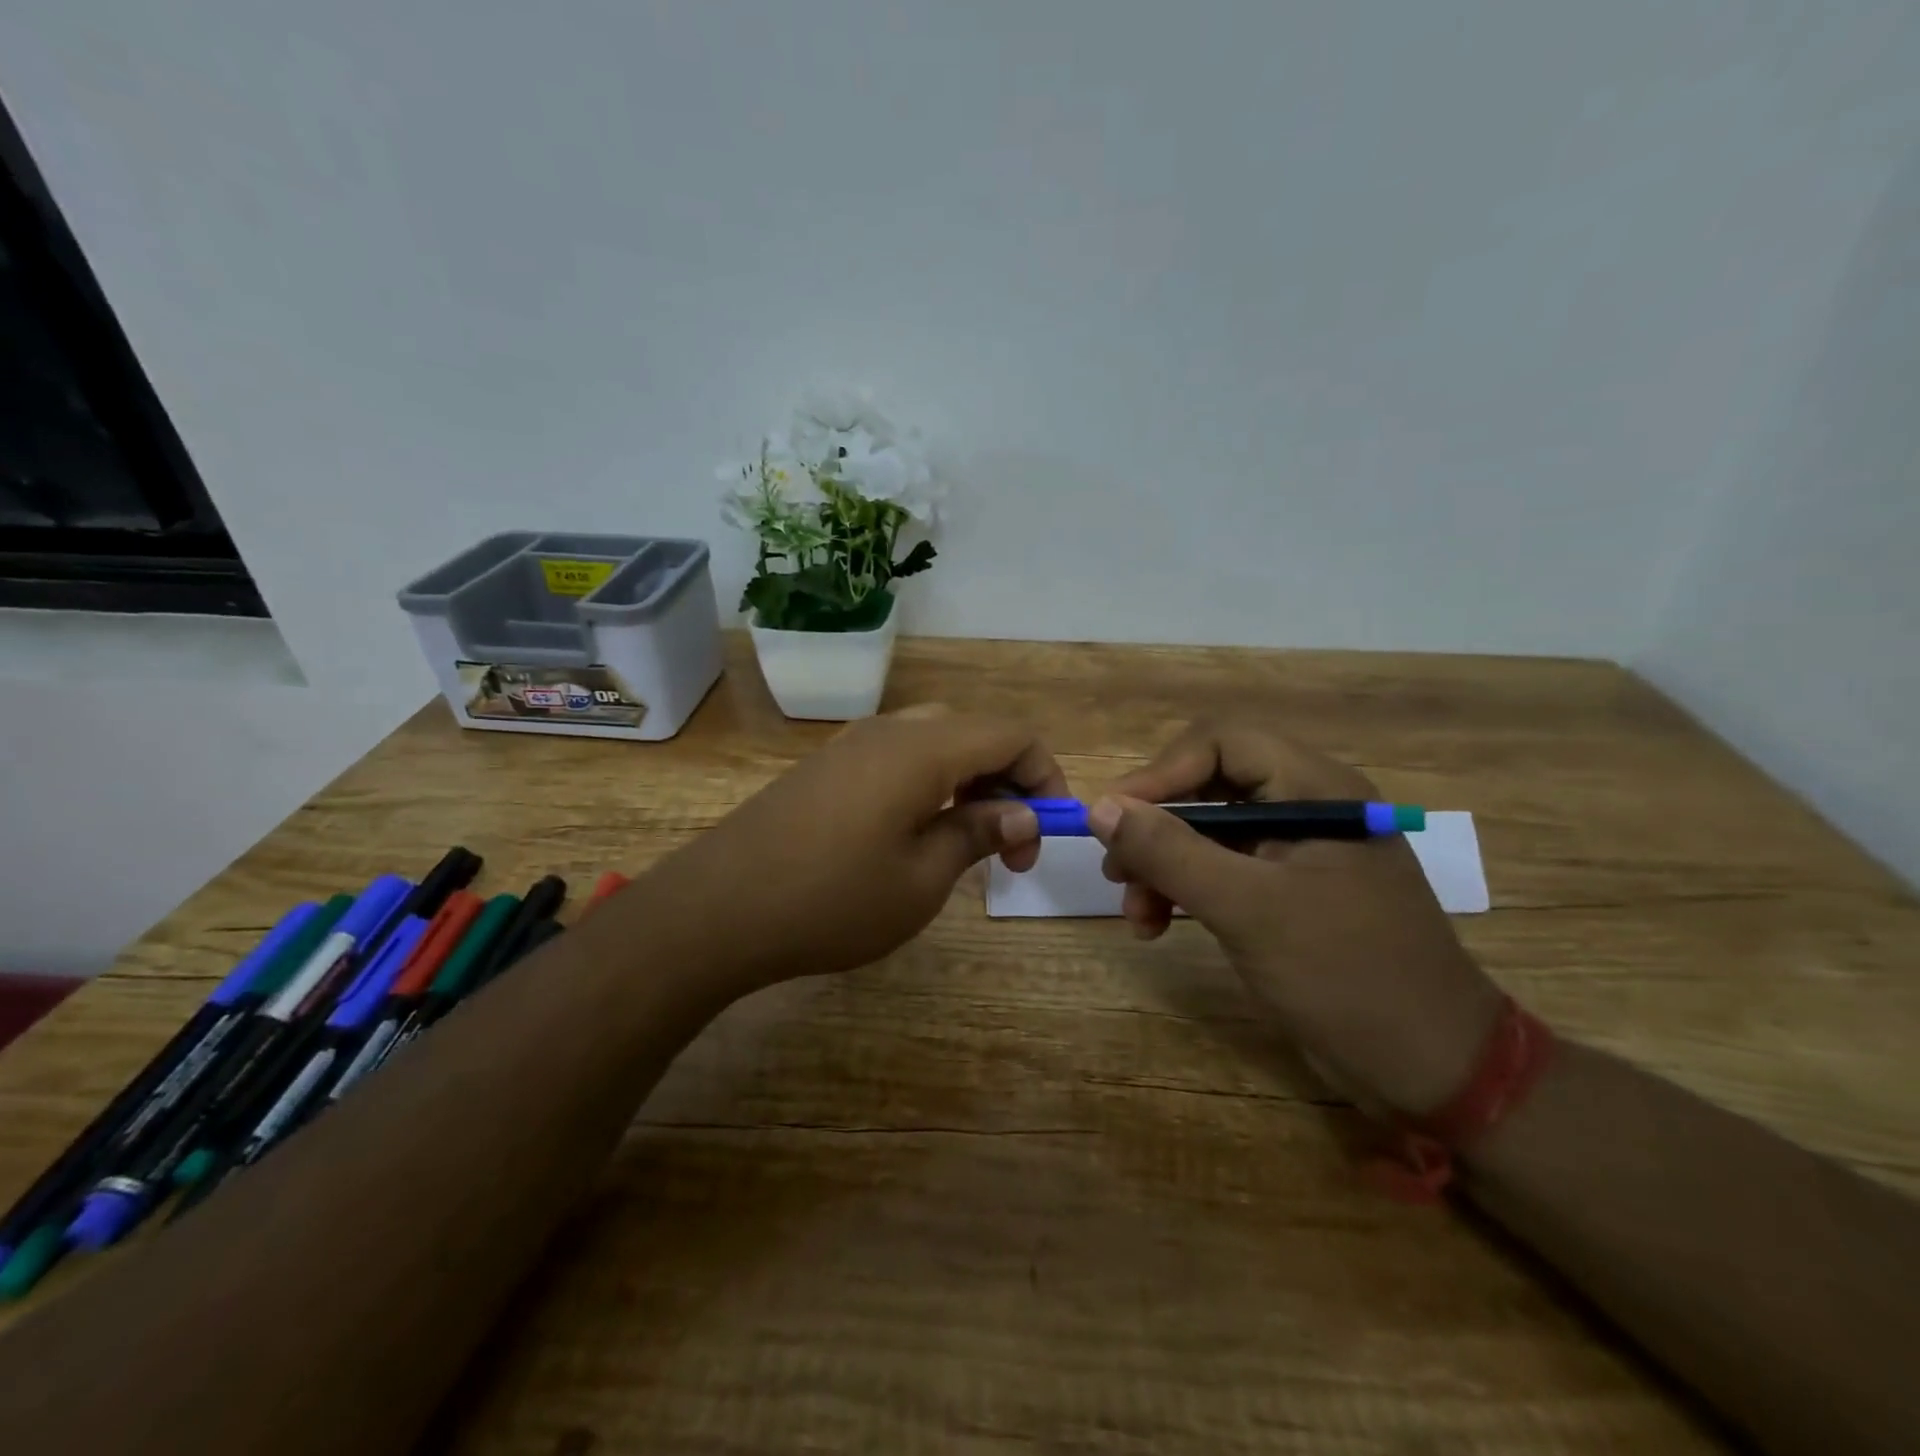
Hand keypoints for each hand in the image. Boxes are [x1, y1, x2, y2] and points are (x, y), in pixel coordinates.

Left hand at [638, 706, 1066, 995]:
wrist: (717, 909)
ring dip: (968, 781)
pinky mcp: (826, 765)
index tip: (1045, 834)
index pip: (1012, 735)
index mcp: (923, 749)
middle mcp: (890, 730)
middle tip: (1009, 846)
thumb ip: (976, 834)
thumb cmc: (831, 900)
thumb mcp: (921, 879)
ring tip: (966, 841)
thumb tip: (1022, 813)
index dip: (1045, 776)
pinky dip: (929, 782)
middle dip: (1007, 781)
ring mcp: (851, 744)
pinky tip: (915, 832)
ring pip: (935, 741)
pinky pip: (898, 756)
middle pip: (974, 732)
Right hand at [1092, 720, 1502, 1116]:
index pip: (1222, 744)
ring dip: (1161, 865)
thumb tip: (1100, 807)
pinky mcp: (1286, 892)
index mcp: (1315, 790)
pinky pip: (1220, 870)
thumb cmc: (1346, 975)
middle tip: (1116, 870)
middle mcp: (1306, 808)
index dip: (1160, 773)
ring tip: (1136, 913)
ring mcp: (1296, 852)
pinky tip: (1157, 925)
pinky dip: (1183, 891)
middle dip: (1156, 827)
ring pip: (1206, 832)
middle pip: (1208, 787)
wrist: (1431, 1070)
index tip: (1112, 817)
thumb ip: (1170, 852)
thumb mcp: (1248, 909)